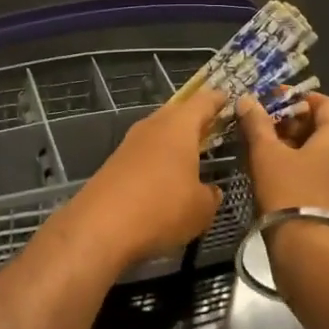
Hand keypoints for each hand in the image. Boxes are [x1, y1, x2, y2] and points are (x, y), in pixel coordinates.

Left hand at [56, 89, 228, 272]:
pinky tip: (166, 180)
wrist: (99, 228)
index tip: (229, 99)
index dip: (218, 100)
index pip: (203, 101)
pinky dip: (158, 161)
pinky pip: (144, 154)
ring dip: (175, 142)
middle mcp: (152, 127)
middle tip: (215, 129)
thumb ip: (211, 194)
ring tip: (193, 156)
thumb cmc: (161, 209)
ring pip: (158, 134)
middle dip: (195, 121)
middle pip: (177, 114)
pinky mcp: (114, 165)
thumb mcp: (202, 208)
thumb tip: (209, 190)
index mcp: (178, 126)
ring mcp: (129, 145)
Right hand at [235, 93, 328, 221]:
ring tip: (264, 152)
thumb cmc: (290, 193)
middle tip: (261, 127)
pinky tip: (276, 178)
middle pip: (323, 128)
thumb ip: (257, 124)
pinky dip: (302, 170)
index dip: (296, 98)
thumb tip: (247, 100)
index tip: (270, 101)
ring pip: (322, 154)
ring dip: (295, 148)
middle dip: (292, 124)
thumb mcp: (266, 154)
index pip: (324, 102)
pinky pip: (323, 176)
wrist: (311, 253)